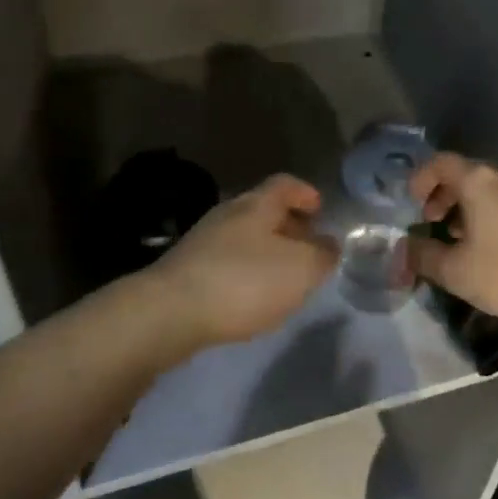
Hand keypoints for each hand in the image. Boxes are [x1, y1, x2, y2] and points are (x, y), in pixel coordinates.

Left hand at [146, 174, 336, 347]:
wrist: (168, 314)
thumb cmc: (244, 282)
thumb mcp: (301, 269)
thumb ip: (322, 255)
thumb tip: (329, 245)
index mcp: (257, 205)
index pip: (285, 184)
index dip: (306, 193)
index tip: (321, 210)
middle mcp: (228, 214)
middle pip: (264, 211)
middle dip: (289, 226)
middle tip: (309, 249)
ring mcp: (202, 242)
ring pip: (244, 238)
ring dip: (267, 252)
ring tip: (284, 278)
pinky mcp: (186, 271)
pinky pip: (226, 262)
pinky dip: (245, 272)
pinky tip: (251, 298)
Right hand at [406, 154, 497, 328]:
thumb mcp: (457, 271)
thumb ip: (424, 256)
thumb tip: (405, 248)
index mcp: (479, 181)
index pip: (440, 163)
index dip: (421, 178)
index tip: (412, 202)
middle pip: (466, 174)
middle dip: (444, 195)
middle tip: (433, 221)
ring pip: (490, 187)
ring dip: (469, 206)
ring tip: (461, 236)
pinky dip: (492, 212)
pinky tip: (494, 243)